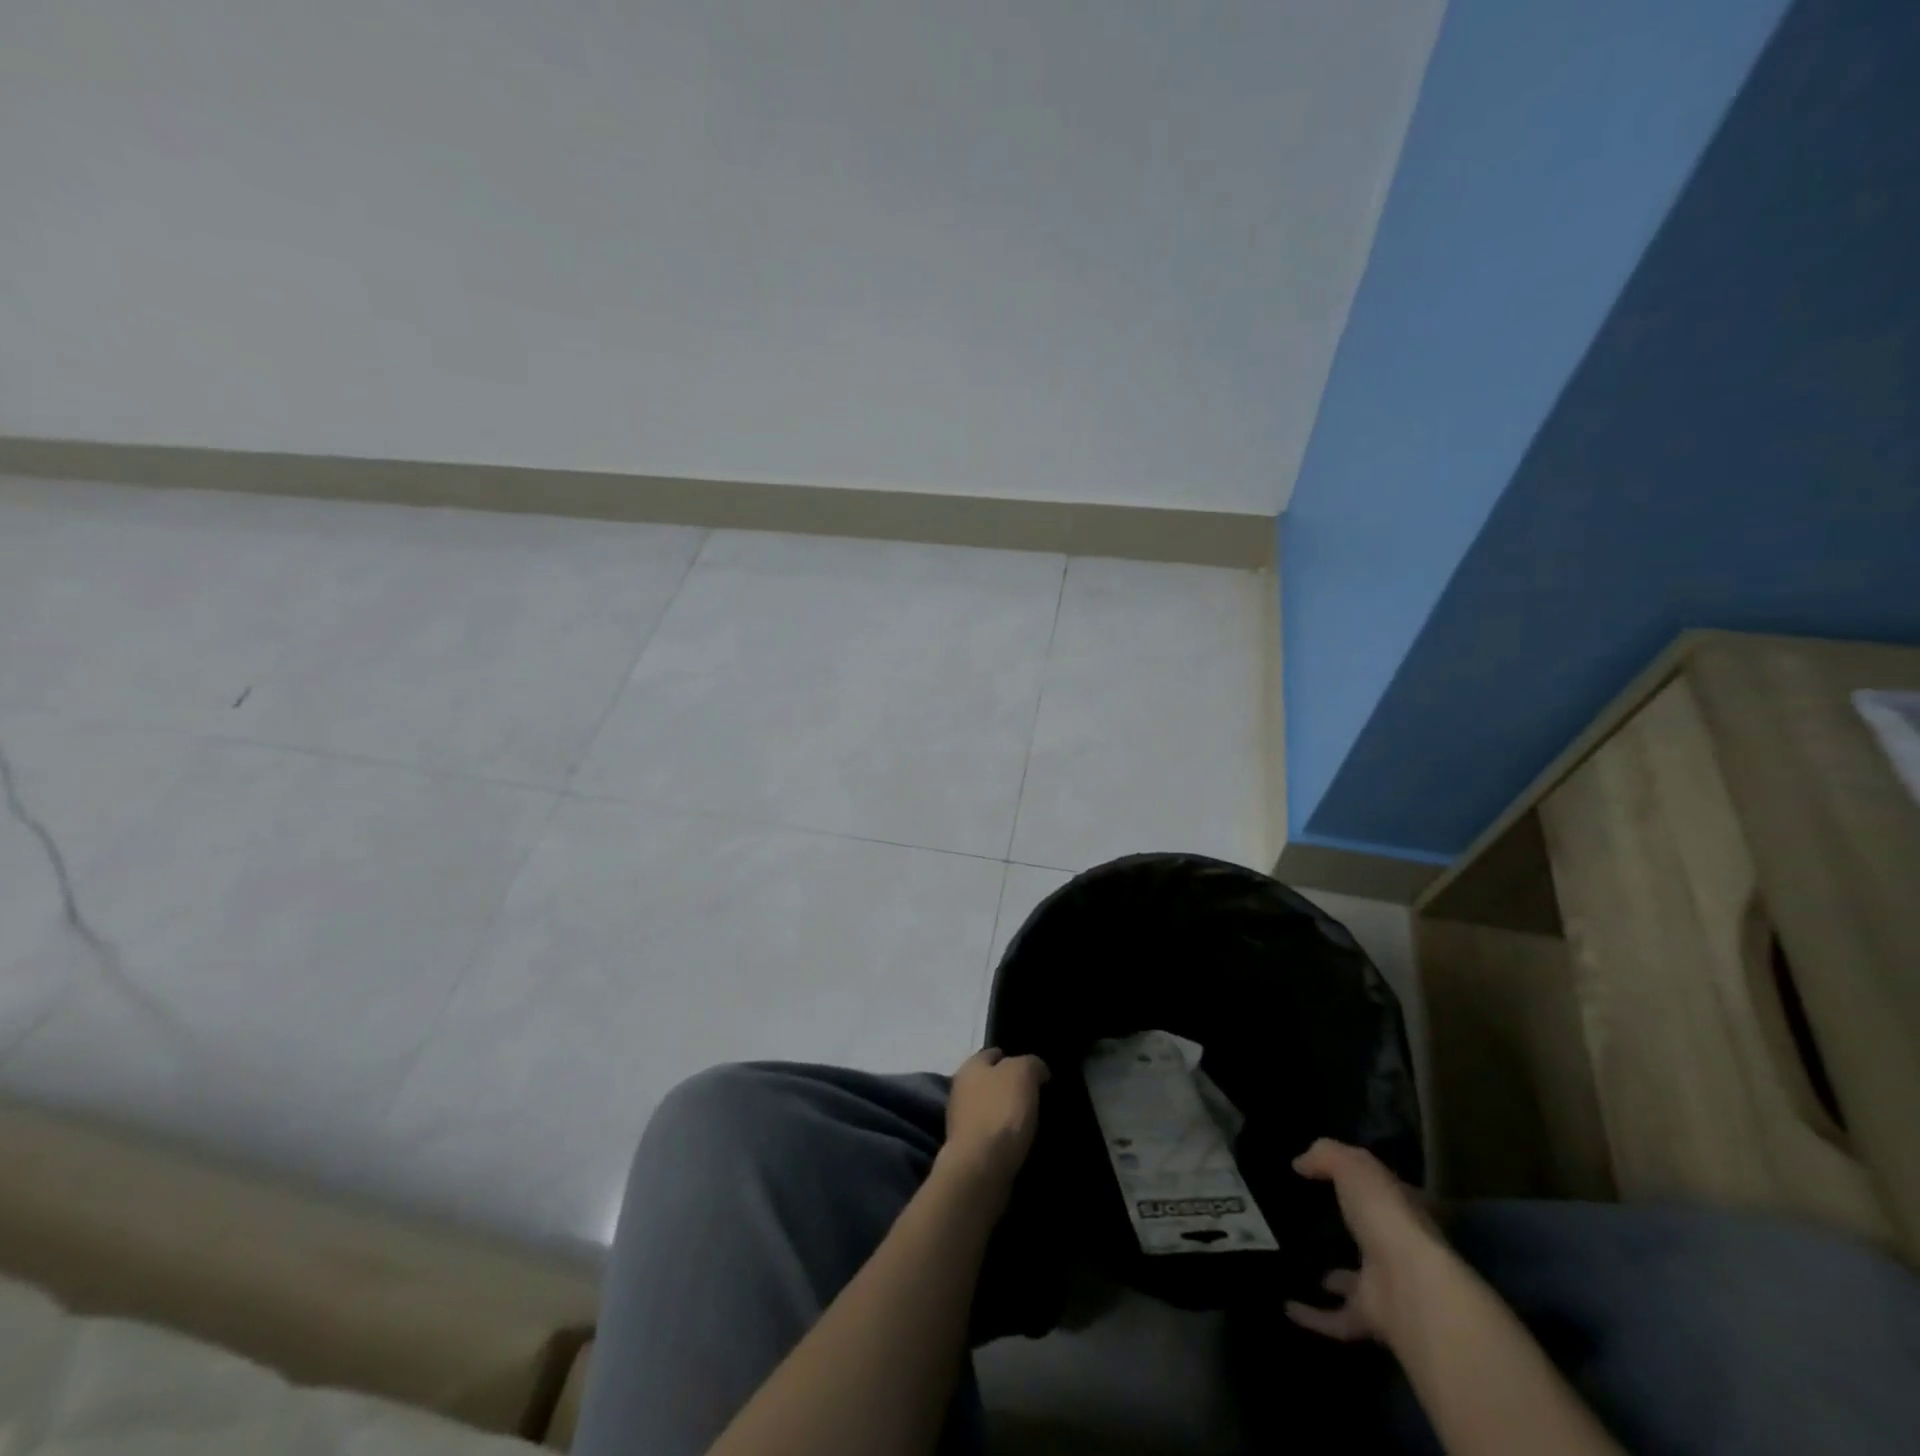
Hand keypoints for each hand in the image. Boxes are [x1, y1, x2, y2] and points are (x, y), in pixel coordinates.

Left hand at [941, 1048, 1049, 1198]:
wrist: (981, 1169)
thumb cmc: (1000, 1112)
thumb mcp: (1023, 1073)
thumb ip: (1031, 1064)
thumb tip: (1037, 1071)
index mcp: (970, 1066)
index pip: (994, 1053)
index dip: (1016, 1058)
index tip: (1037, 1073)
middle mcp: (961, 1090)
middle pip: (992, 1082)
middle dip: (1012, 1088)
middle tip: (1039, 1098)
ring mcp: (962, 1122)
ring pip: (993, 1110)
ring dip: (1010, 1116)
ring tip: (1036, 1123)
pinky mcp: (969, 1151)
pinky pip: (993, 1136)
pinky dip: (1007, 1139)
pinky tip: (1024, 1144)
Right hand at [1285, 1138, 1443, 1344]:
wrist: (1411, 1287)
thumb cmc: (1385, 1217)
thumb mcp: (1352, 1167)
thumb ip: (1326, 1156)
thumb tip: (1300, 1164)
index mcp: (1401, 1209)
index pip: (1385, 1192)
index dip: (1365, 1182)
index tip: (1333, 1177)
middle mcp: (1399, 1247)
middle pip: (1372, 1235)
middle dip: (1351, 1230)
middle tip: (1314, 1219)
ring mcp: (1388, 1286)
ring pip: (1356, 1281)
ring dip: (1334, 1279)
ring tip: (1298, 1263)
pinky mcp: (1373, 1319)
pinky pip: (1338, 1318)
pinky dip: (1314, 1316)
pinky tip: (1287, 1307)